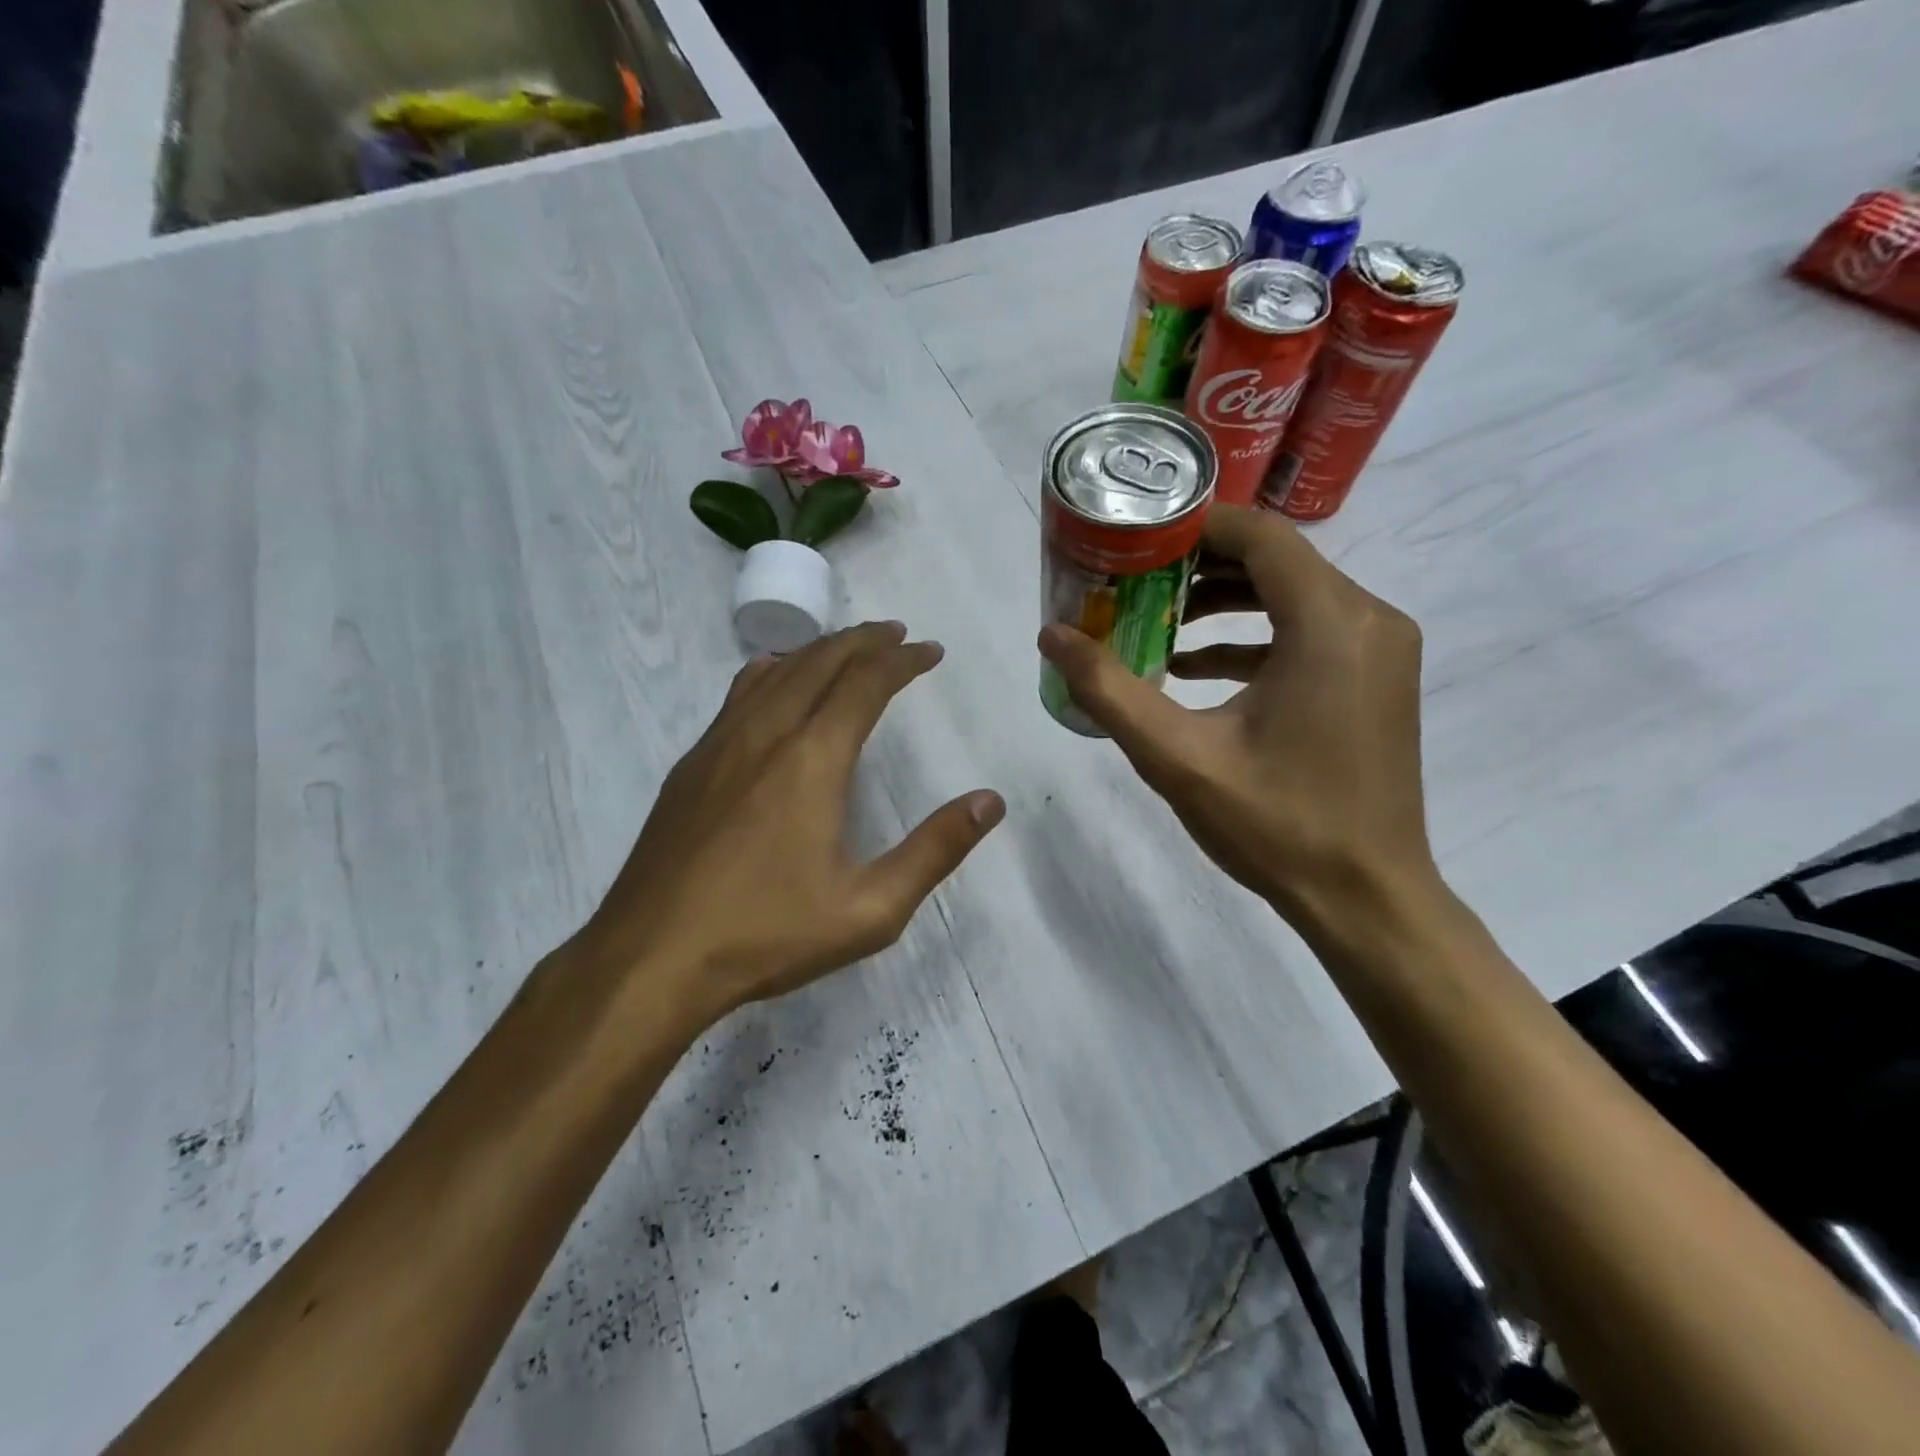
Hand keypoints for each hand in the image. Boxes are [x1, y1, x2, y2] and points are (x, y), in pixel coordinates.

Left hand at [579, 622, 1004, 1029]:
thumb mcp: (870, 909)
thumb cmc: (767, 935)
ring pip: (776, 671)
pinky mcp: (690, 765)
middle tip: (896, 635)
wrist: (651, 958)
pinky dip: (773, 672)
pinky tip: (774, 682)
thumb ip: (935, 851)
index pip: (865, 683)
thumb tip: (989, 802)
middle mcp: (766, 734)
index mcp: (813, 759)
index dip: (902, 660)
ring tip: (847, 648)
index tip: (929, 651)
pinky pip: (739, 694)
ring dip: (818, 650)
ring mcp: (719, 745)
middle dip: (863, 640)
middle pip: (820, 661)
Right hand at [1037, 505, 1432, 934]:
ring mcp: (1381, 649)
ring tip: (1155, 621)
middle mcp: (1369, 618)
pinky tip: (1194, 668)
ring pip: (1293, 593)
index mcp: (1330, 622)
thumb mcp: (1177, 757)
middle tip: (1132, 582)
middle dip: (1198, 565)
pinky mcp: (1377, 677)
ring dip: (1224, 601)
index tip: (1134, 541)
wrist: (1367, 897)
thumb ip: (1109, 690)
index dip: (1191, 526)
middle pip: (1275, 559)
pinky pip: (1310, 631)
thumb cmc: (1275, 824)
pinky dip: (1253, 637)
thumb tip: (1052, 636)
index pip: (1258, 534)